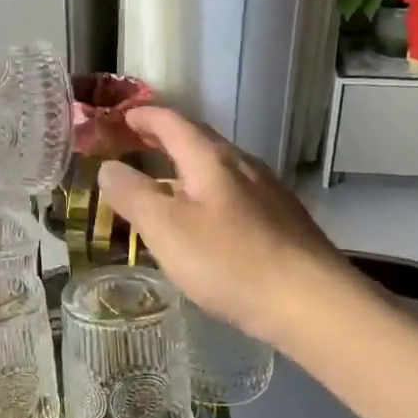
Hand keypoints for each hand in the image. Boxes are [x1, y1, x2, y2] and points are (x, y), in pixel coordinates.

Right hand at [97, 107, 350, 347]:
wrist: (310, 301)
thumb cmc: (229, 261)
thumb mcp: (166, 228)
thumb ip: (133, 195)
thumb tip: (107, 167)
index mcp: (212, 159)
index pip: (173, 123)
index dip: (144, 116)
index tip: (121, 116)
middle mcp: (243, 166)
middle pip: (199, 142)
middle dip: (165, 140)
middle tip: (136, 145)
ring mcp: (267, 193)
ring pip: (218, 171)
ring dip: (186, 171)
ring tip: (164, 187)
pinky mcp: (281, 222)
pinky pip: (234, 196)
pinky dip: (207, 197)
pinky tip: (205, 224)